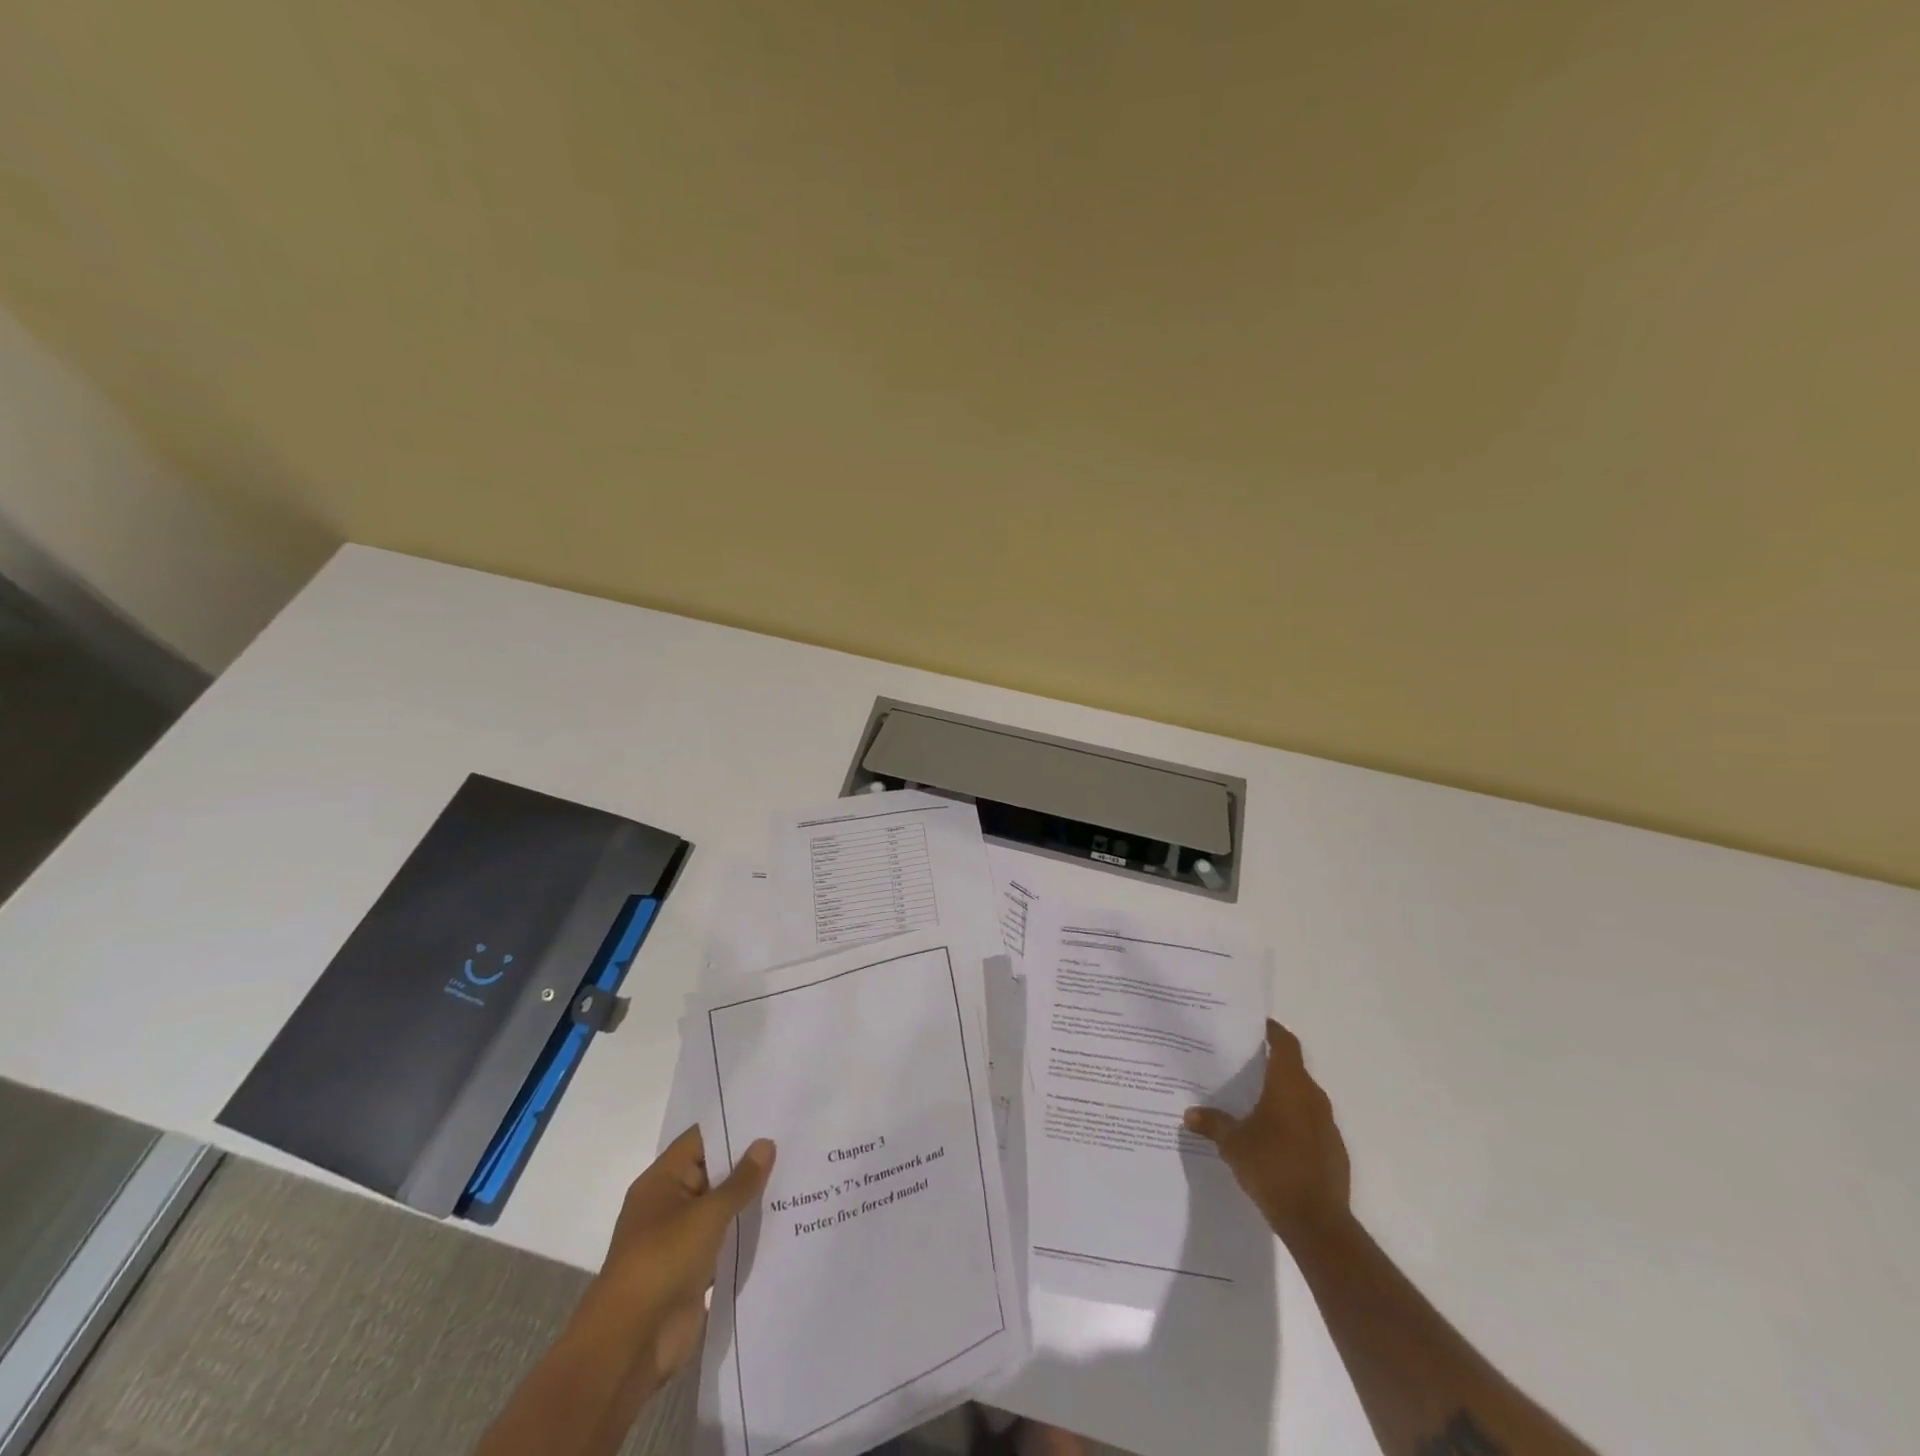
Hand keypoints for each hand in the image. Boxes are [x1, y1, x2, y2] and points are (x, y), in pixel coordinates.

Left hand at [583, 1126, 774, 1390]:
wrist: (630, 1346)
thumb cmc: (661, 1263)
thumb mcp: (706, 1215)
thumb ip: (740, 1181)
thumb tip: (765, 1143)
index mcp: (661, 1182)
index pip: (701, 1140)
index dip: (734, 1127)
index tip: (772, 1116)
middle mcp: (669, 1205)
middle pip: (713, 1173)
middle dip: (749, 1164)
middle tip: (795, 1145)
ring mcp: (680, 1240)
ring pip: (721, 1210)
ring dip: (750, 1201)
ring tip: (797, 1180)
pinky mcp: (693, 1272)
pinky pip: (724, 1243)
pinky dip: (746, 1235)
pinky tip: (782, 1224)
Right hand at [1185, 1018, 1349, 1244]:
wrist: (1317, 1222)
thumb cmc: (1272, 1167)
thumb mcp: (1233, 1144)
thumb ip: (1213, 1124)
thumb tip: (1190, 1113)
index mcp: (1289, 1085)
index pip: (1285, 1044)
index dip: (1272, 1031)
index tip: (1255, 1026)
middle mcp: (1312, 1097)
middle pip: (1293, 1069)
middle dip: (1270, 1065)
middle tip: (1242, 1064)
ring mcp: (1327, 1125)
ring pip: (1303, 1097)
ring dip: (1282, 1095)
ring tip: (1253, 1101)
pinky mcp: (1334, 1151)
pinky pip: (1310, 1124)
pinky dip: (1292, 1122)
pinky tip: (1272, 1138)